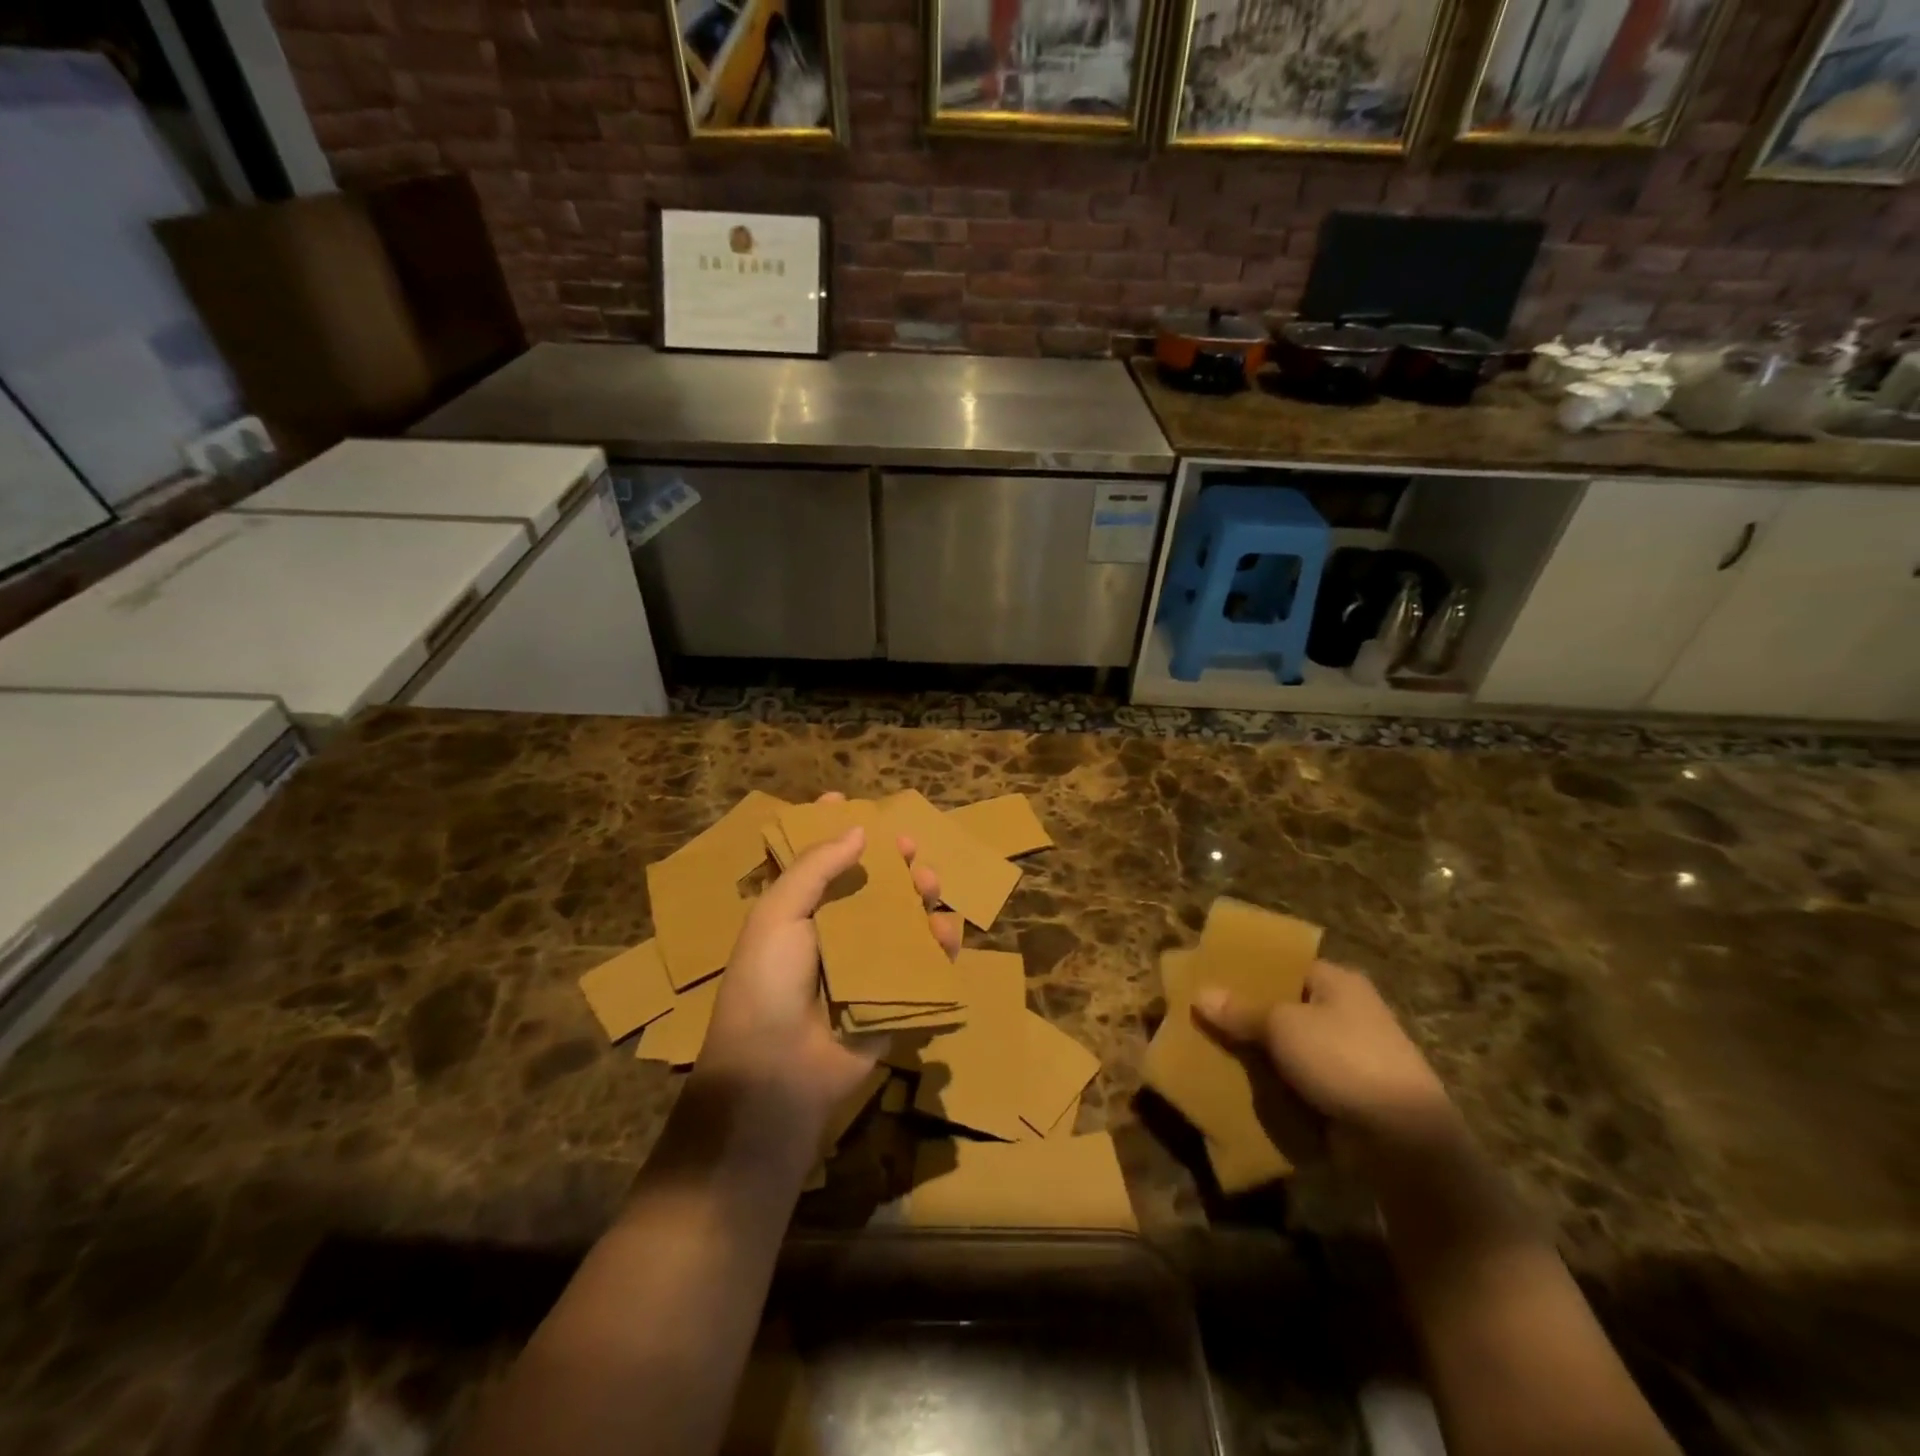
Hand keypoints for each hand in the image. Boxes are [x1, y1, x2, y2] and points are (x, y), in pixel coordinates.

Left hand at [697, 794, 959, 1132]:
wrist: (779, 1071)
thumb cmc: (768, 982)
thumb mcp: (777, 914)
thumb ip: (816, 868)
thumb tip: (858, 830)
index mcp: (799, 911)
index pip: (817, 860)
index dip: (831, 830)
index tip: (847, 800)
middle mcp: (835, 932)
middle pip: (870, 884)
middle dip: (891, 860)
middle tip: (908, 846)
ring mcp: (868, 964)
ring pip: (904, 917)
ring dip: (920, 895)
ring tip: (929, 883)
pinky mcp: (896, 994)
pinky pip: (925, 960)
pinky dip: (939, 941)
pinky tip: (944, 931)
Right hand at [1195, 961, 1452, 1155]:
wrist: (1403, 1140)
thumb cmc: (1342, 1059)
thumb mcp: (1282, 1026)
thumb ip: (1240, 1011)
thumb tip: (1200, 994)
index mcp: (1336, 981)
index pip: (1283, 965)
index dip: (1247, 971)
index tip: (1209, 979)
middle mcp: (1345, 1012)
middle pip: (1282, 1006)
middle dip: (1245, 1016)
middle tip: (1201, 1018)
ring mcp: (1348, 1055)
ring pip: (1288, 1047)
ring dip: (1257, 1054)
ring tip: (1210, 1053)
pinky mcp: (1346, 1094)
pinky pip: (1298, 1081)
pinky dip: (1275, 1085)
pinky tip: (1241, 1088)